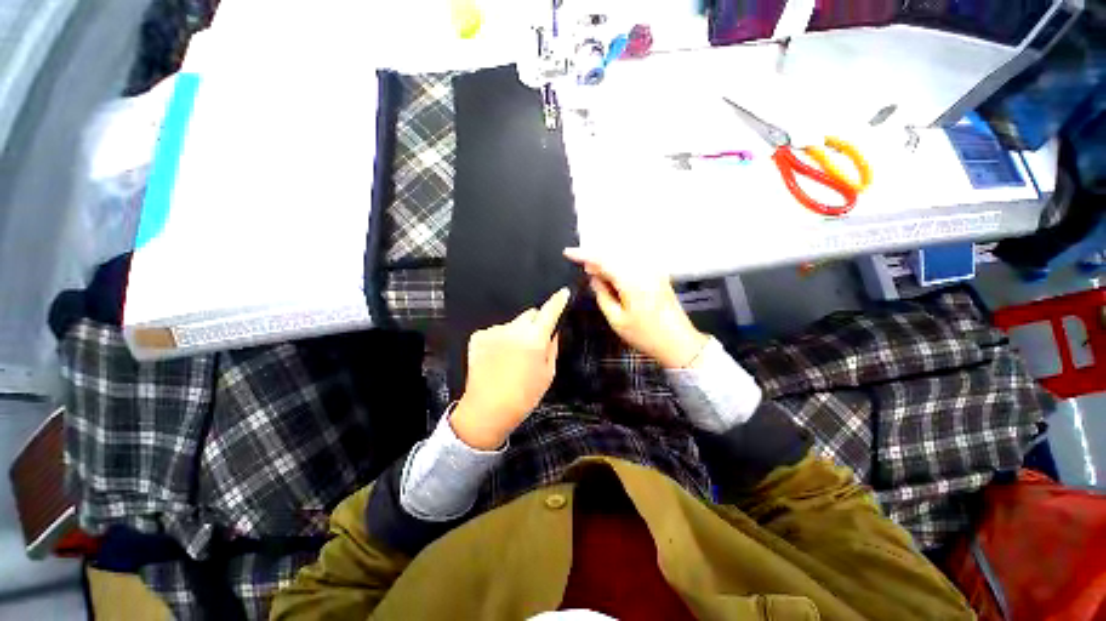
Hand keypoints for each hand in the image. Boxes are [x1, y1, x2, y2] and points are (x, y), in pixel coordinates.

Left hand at [451, 288, 570, 449]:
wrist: (487, 410)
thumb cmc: (523, 396)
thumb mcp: (547, 374)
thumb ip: (552, 347)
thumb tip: (553, 331)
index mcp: (534, 339)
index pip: (549, 311)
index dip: (558, 300)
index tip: (563, 292)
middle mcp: (513, 329)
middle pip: (530, 314)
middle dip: (535, 323)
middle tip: (533, 343)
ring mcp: (493, 331)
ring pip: (512, 324)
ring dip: (516, 333)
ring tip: (512, 356)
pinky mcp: (478, 336)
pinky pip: (496, 331)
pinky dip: (500, 339)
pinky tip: (497, 357)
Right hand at [564, 248, 707, 369]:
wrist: (678, 342)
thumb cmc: (646, 335)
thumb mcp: (617, 320)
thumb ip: (602, 295)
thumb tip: (594, 278)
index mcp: (632, 281)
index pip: (603, 261)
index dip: (584, 255)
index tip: (569, 253)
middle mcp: (644, 270)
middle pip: (614, 254)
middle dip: (596, 258)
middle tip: (583, 269)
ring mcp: (654, 270)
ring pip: (624, 256)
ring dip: (608, 261)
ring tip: (597, 273)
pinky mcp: (659, 274)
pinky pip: (634, 262)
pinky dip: (620, 264)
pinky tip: (614, 275)